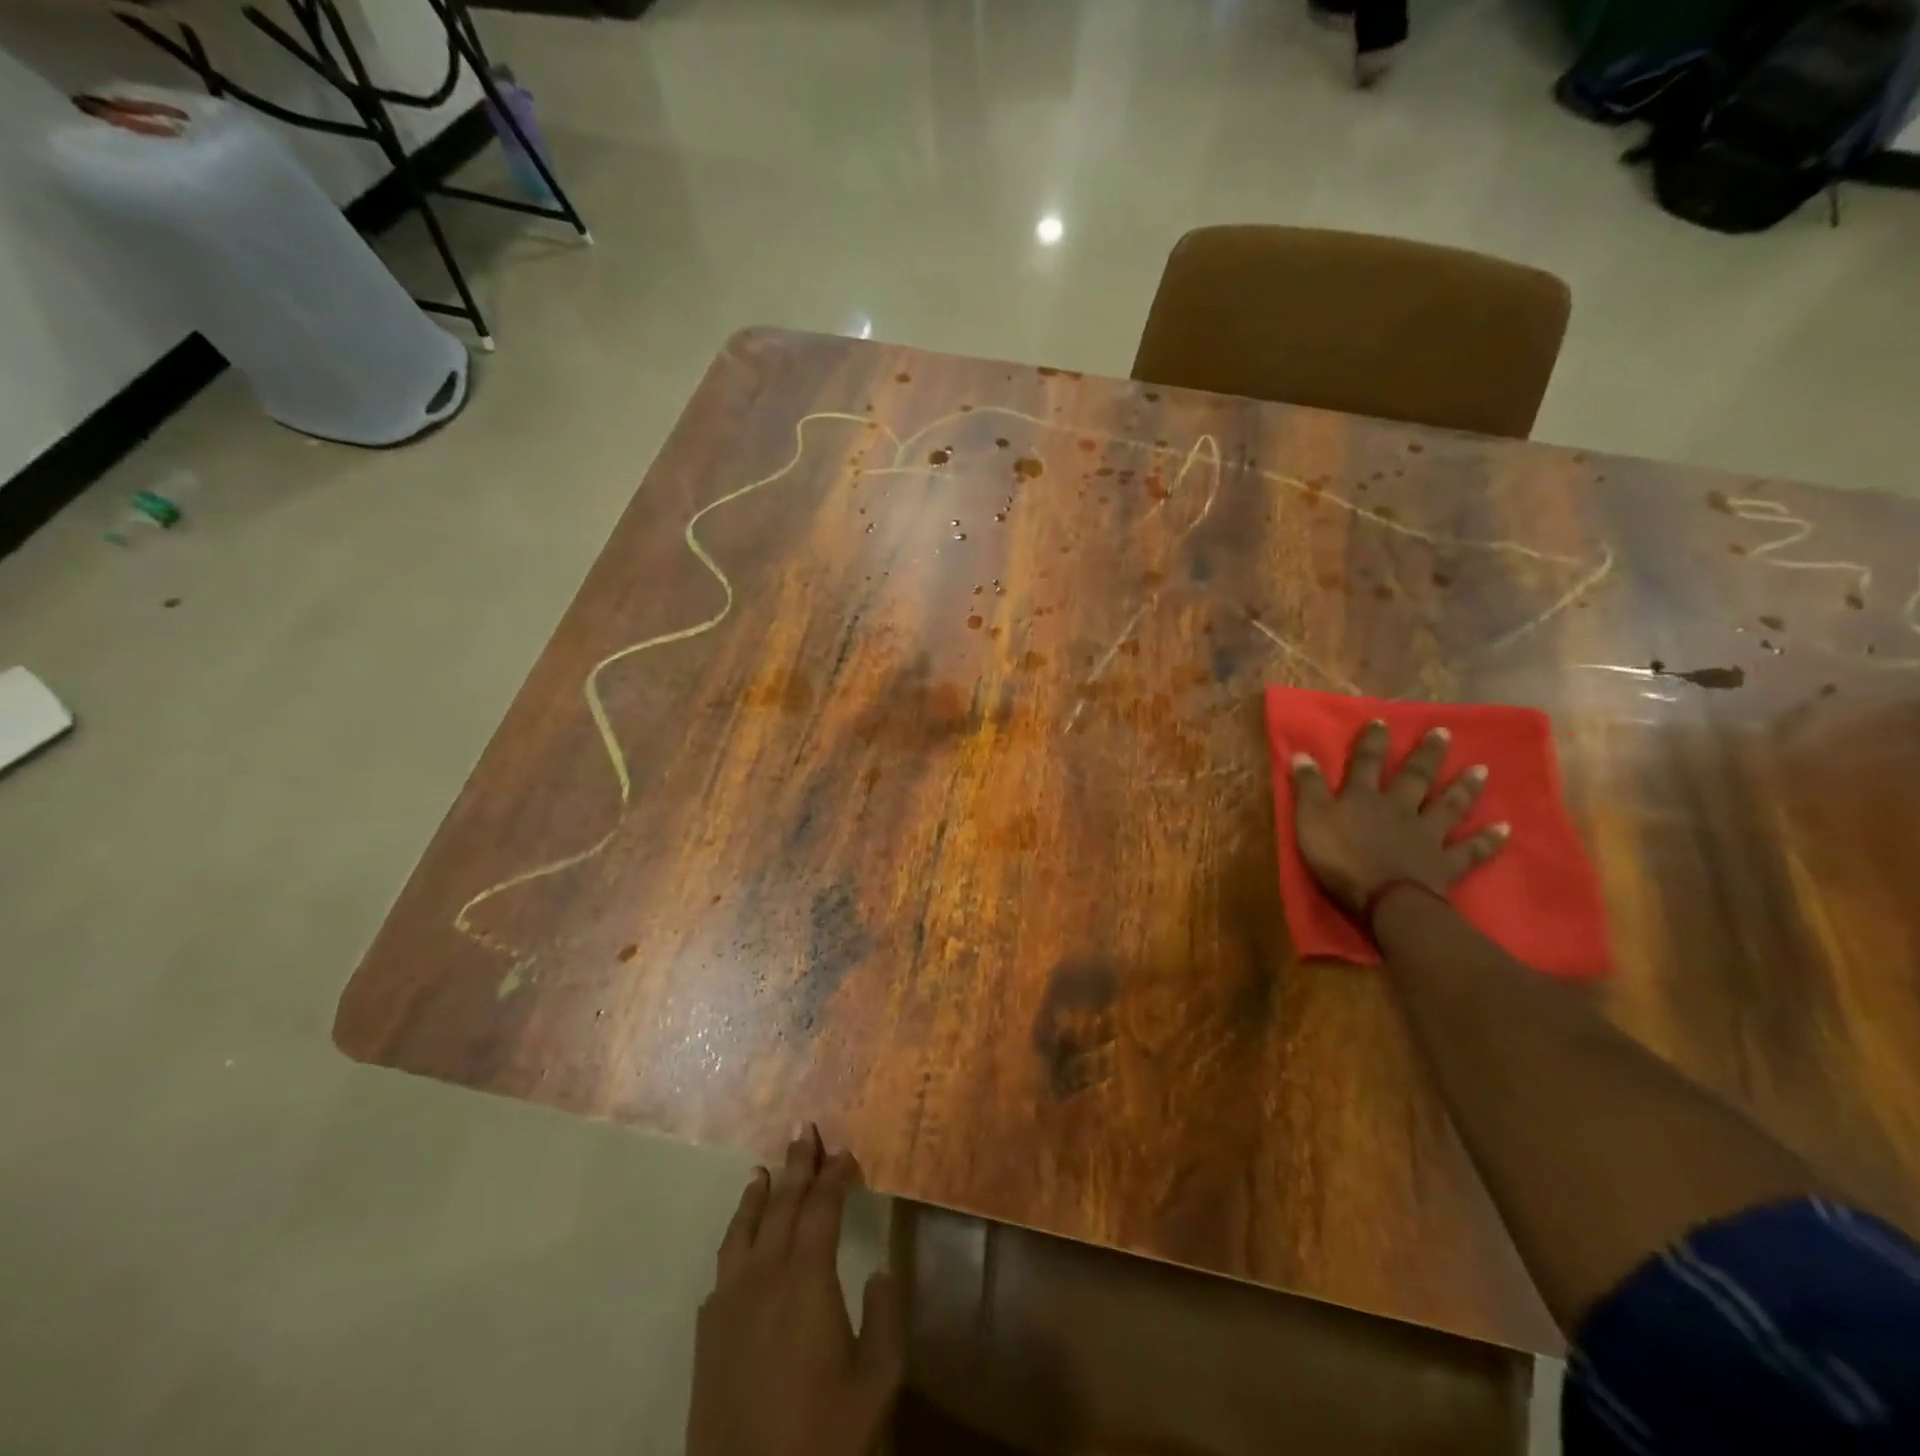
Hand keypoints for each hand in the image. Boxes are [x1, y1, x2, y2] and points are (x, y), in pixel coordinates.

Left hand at [687, 1126, 904, 1455]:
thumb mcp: (876, 1384)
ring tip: (764, 1170)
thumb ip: (885, 1318)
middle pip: (781, 1206)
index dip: (834, 1176)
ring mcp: (728, 1305)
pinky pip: (723, 1267)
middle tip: (804, 1130)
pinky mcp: (707, 1335)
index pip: (821, 1209)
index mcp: (807, 1281)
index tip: (846, 1152)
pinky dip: (736, 1238)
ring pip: (743, 1231)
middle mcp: (763, 1278)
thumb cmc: (824, 1441)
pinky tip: (742, 1241)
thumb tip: (879, 1270)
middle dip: (796, 1166)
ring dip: (757, 1195)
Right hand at [1290, 720, 1509, 915]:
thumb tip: (1302, 753)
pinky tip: (1505, 829)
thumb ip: (1308, 787)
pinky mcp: (1444, 863)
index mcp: (1364, 798)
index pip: (1366, 763)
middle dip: (1426, 754)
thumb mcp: (1311, 820)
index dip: (1372, 742)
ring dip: (1464, 788)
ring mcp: (1427, 835)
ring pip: (1447, 806)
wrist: (1386, 899)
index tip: (1382, 721)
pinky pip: (1471, 850)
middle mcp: (1400, 808)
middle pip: (1414, 777)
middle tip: (1443, 732)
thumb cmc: (1341, 859)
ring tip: (1481, 769)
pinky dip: (1488, 840)